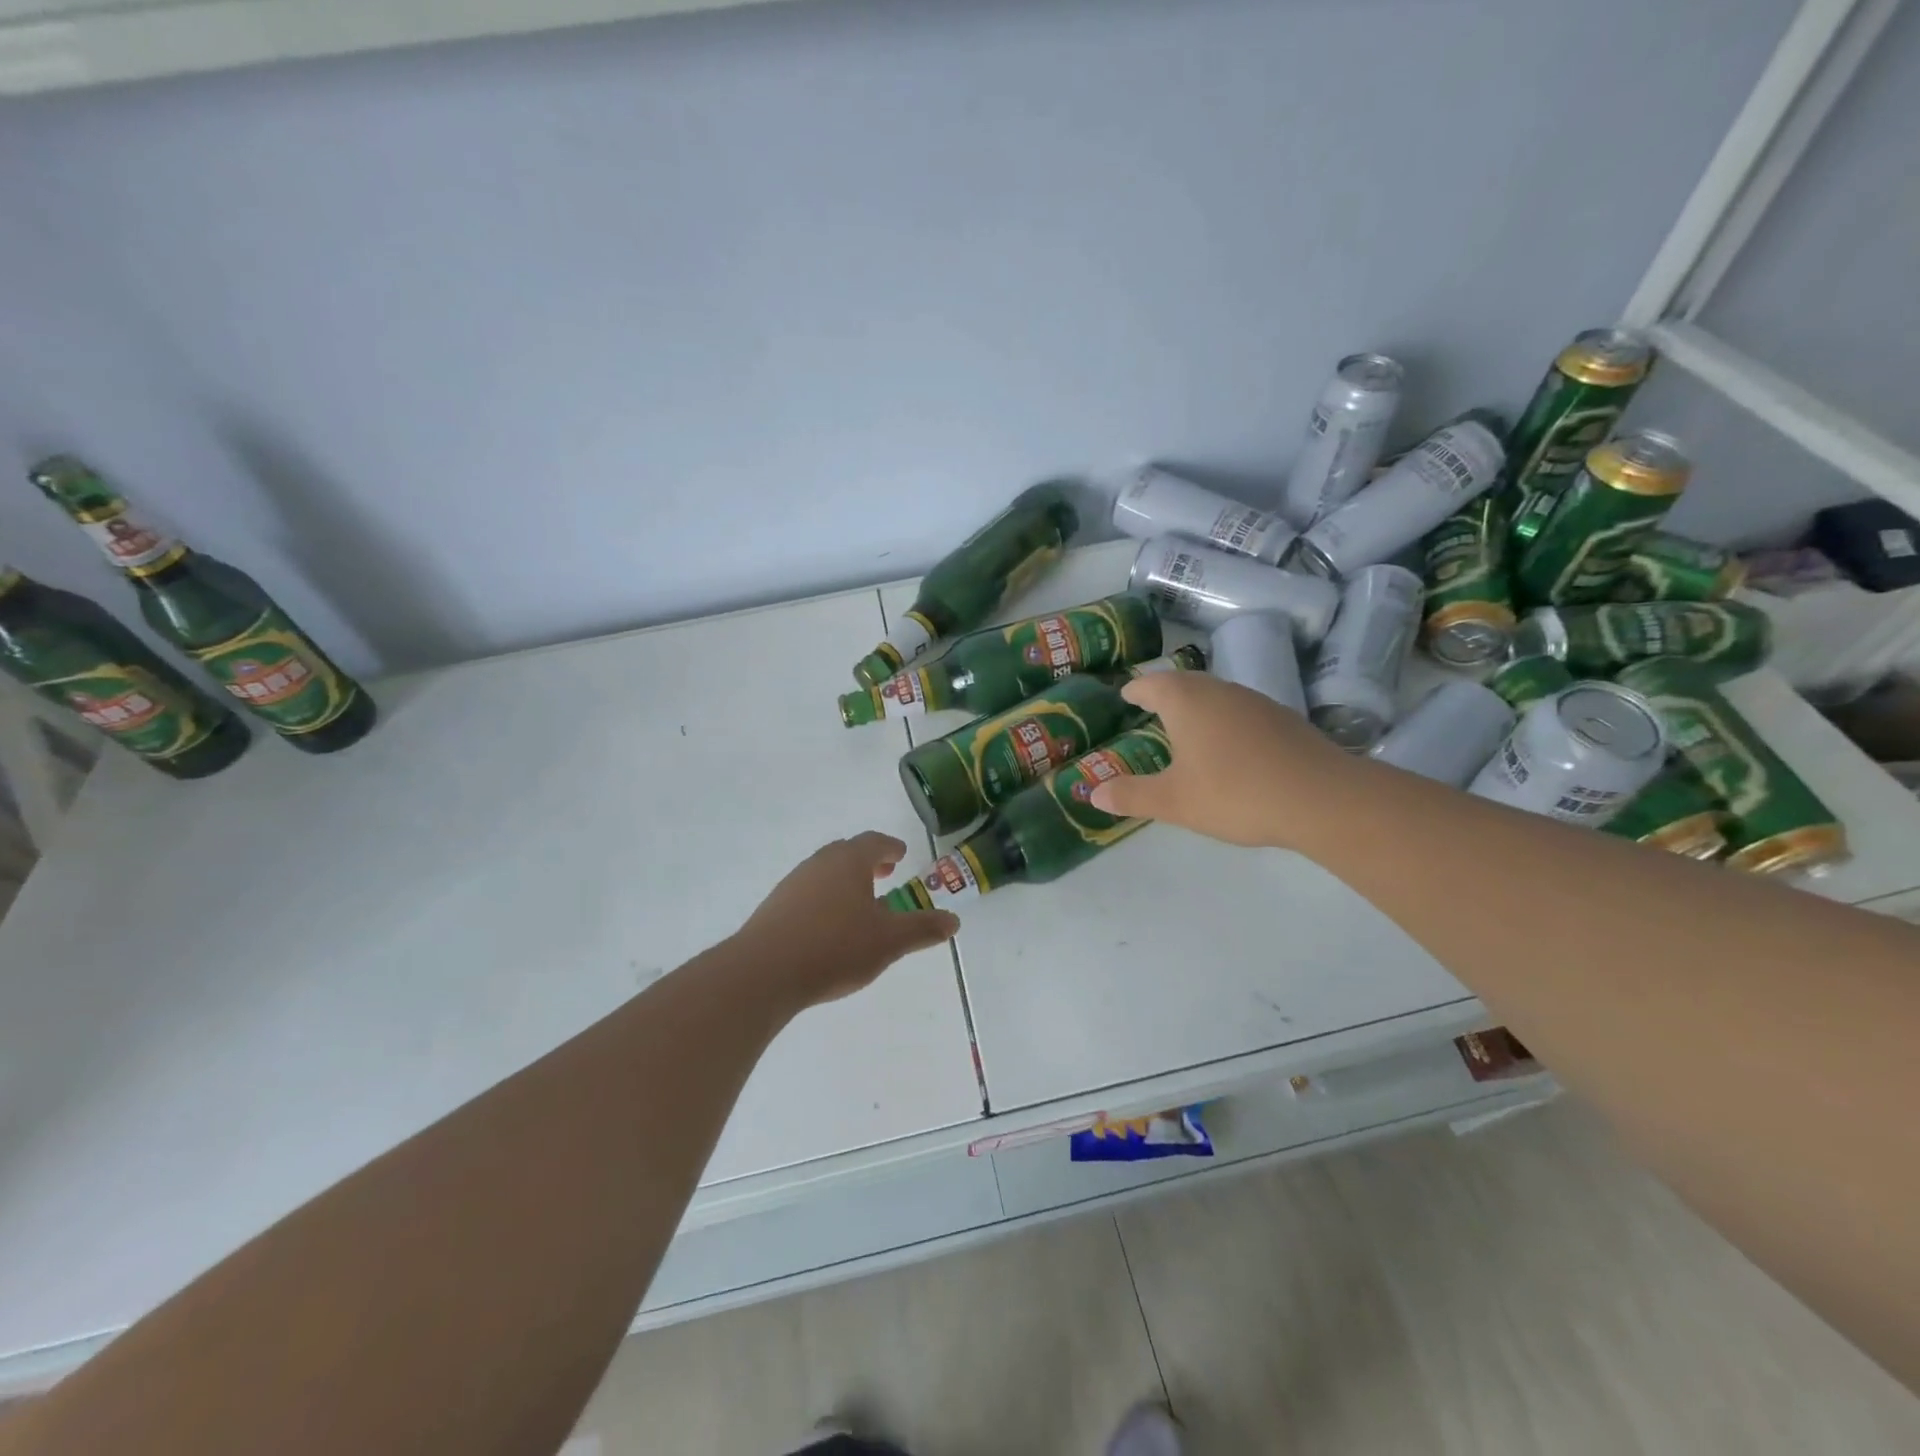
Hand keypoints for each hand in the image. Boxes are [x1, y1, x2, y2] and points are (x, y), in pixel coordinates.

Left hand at [733, 832, 960, 1007]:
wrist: (764, 972)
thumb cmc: (835, 947)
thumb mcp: (889, 941)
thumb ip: (922, 928)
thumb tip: (954, 920)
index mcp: (849, 861)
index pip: (875, 842)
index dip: (891, 847)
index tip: (900, 855)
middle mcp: (820, 863)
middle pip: (847, 853)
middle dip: (868, 861)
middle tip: (884, 874)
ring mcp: (793, 883)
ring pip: (825, 872)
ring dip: (845, 880)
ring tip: (859, 903)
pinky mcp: (775, 906)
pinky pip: (808, 892)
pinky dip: (825, 898)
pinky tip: (829, 926)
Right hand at [1088, 670, 1356, 848]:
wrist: (1321, 798)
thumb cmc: (1235, 793)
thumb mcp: (1174, 801)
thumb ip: (1131, 795)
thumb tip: (1092, 793)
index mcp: (1187, 701)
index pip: (1151, 684)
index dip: (1136, 689)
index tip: (1125, 694)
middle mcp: (1220, 690)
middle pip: (1184, 683)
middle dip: (1165, 694)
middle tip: (1149, 708)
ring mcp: (1256, 701)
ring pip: (1216, 695)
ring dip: (1197, 706)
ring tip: (1185, 728)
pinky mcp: (1283, 718)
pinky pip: (1240, 711)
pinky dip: (1224, 721)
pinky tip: (1228, 747)